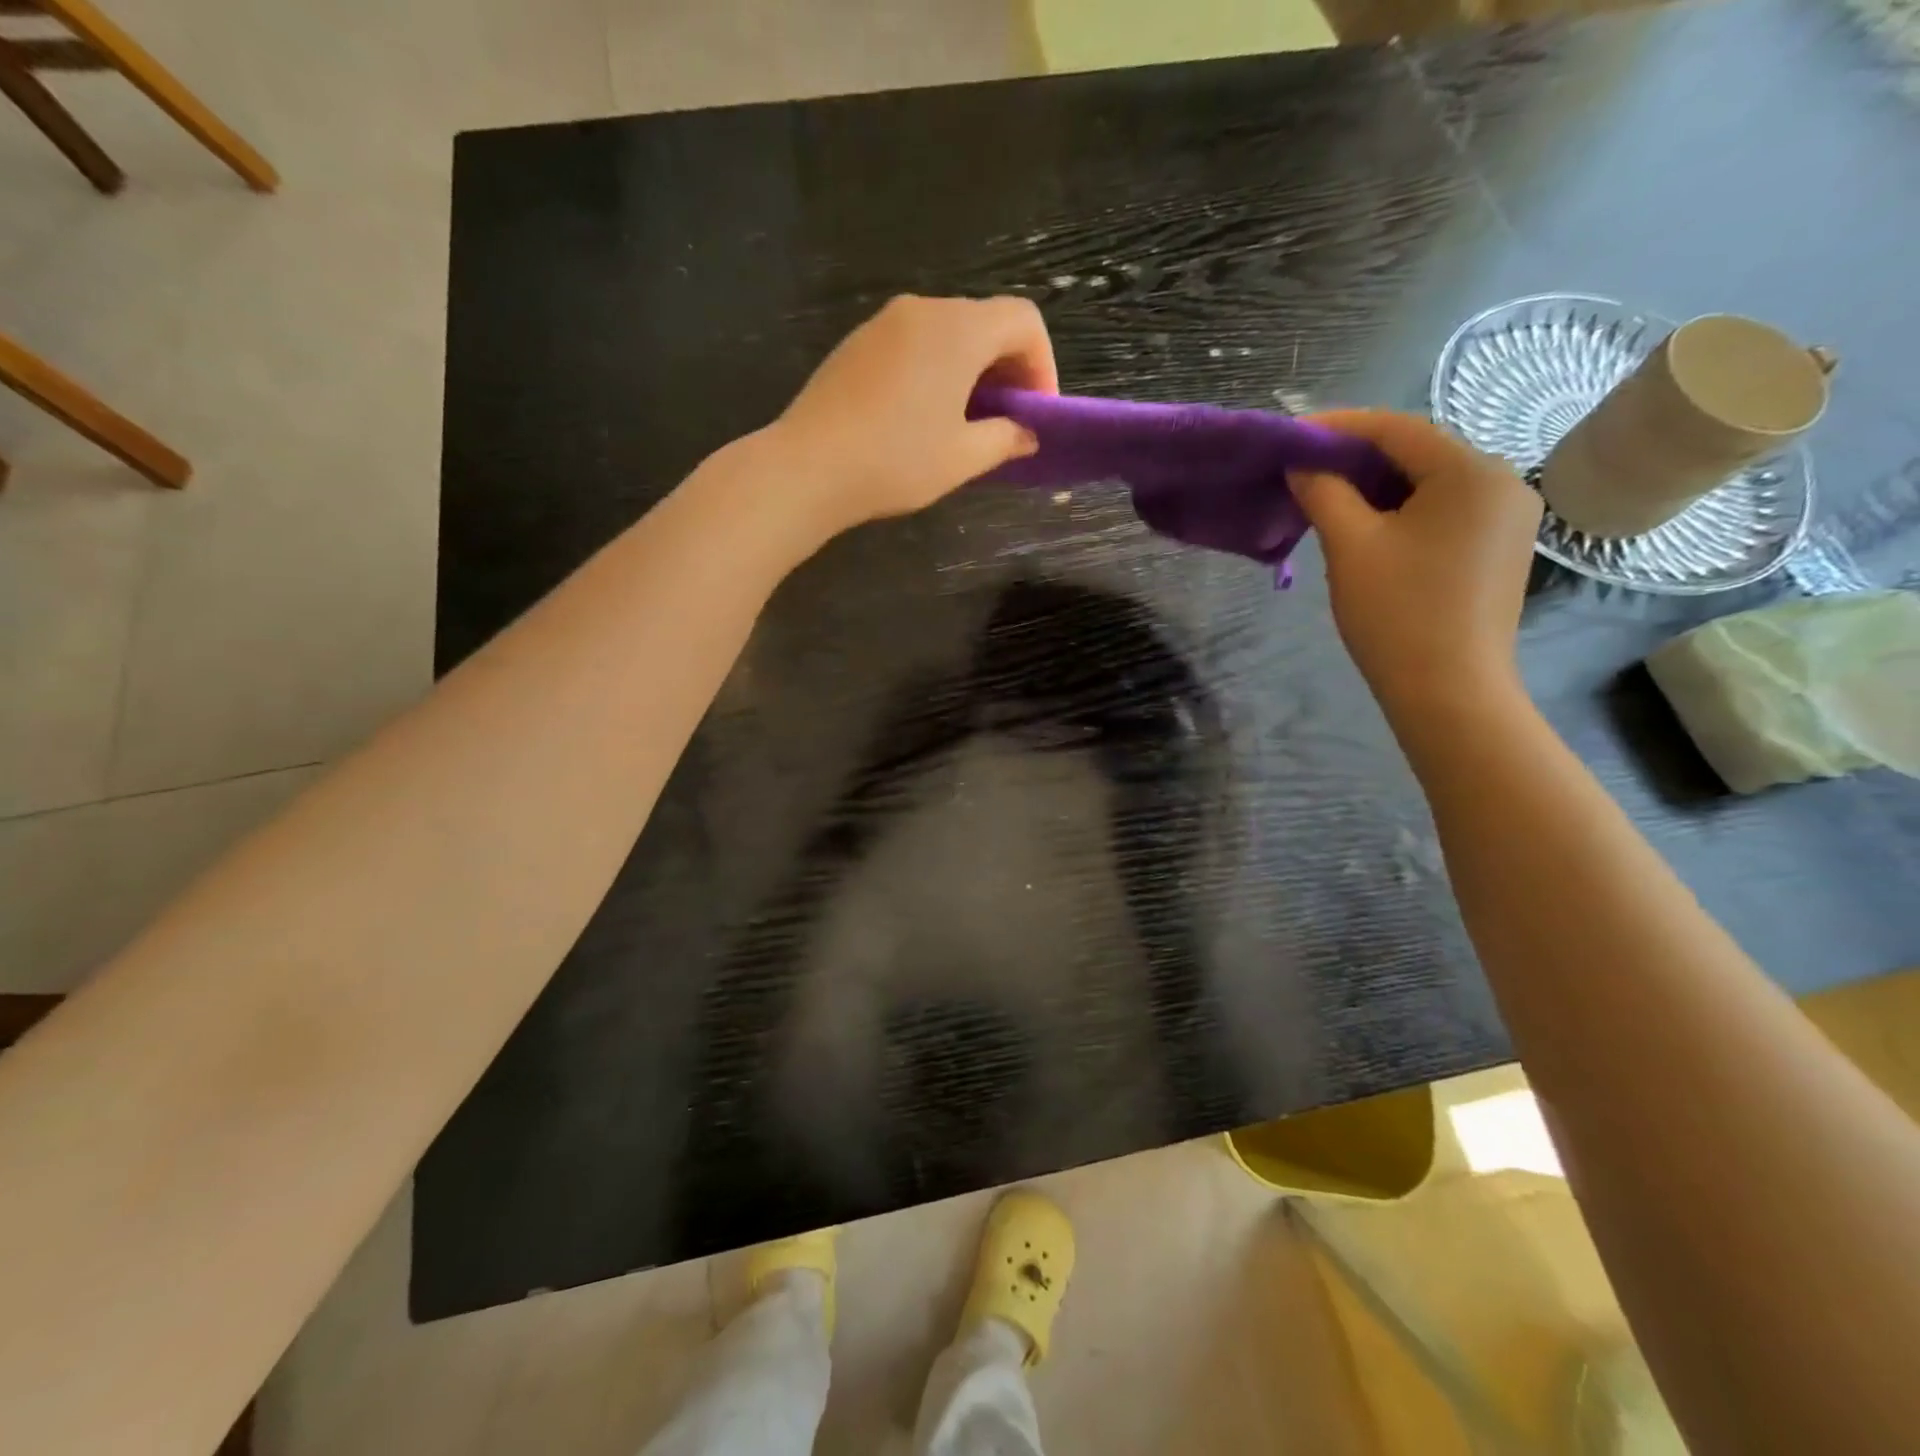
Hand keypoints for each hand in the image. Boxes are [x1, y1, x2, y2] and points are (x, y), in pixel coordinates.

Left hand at [770, 294, 1056, 539]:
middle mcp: (923, 310)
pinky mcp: (857, 343)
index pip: (1023, 321)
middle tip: (1008, 420)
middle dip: (1008, 368)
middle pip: (986, 322)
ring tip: (967, 422)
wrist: (808, 467)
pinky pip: (914, 344)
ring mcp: (884, 323)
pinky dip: (936, 369)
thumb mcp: (962, 458)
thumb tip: (1027, 434)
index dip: (1042, 364)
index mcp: (958, 330)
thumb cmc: (896, 461)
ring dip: (971, 370)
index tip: (1036, 412)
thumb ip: (1005, 439)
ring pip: (948, 333)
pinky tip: (924, 415)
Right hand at [1291, 410, 1540, 718]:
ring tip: (1326, 498)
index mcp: (1472, 472)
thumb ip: (1324, 493)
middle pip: (1419, 453)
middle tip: (1304, 469)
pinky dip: (1403, 510)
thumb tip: (1302, 463)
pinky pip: (1445, 511)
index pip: (1398, 430)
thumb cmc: (1397, 613)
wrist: (1449, 690)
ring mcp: (1508, 517)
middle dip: (1358, 458)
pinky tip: (1367, 526)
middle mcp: (1503, 482)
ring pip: (1431, 484)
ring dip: (1377, 486)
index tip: (1293, 433)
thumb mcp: (1350, 546)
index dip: (1340, 427)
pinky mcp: (1500, 548)